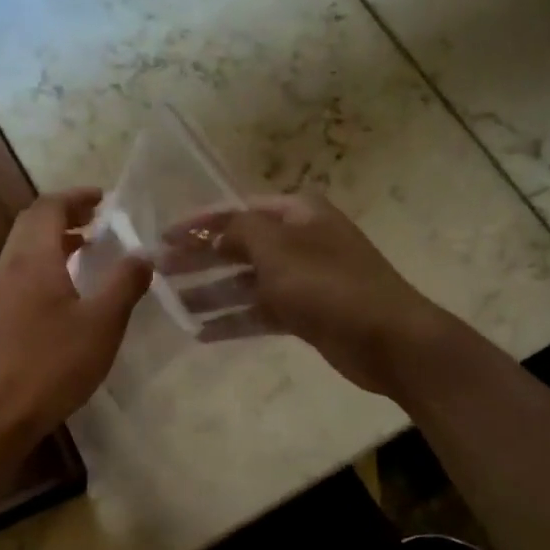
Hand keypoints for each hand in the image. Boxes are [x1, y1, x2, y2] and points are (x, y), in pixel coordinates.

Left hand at [0, 189, 151, 442]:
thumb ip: (125, 284)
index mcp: (33, 258)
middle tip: (97, 220)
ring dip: (54, 241)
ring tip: (87, 250)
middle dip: (64, 214)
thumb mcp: (102, 324)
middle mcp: (9, 267)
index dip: (76, 197)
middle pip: (31, 224)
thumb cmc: (52, 364)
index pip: (48, 207)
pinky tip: (65, 292)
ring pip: (23, 250)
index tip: (103, 198)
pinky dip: (45, 266)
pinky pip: (20, 274)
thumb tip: (142, 254)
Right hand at [165, 193, 446, 399]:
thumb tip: (212, 232)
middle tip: (160, 272)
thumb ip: (238, 232)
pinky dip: (234, 320)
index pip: (236, 210)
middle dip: (200, 259)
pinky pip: (260, 312)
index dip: (197, 223)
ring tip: (173, 305)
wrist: (389, 339)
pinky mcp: (305, 313)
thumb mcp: (277, 249)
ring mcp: (303, 279)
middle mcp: (299, 240)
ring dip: (211, 292)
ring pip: (247, 282)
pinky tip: (202, 333)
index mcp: (297, 213)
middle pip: (238, 246)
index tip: (162, 238)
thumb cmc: (329, 285)